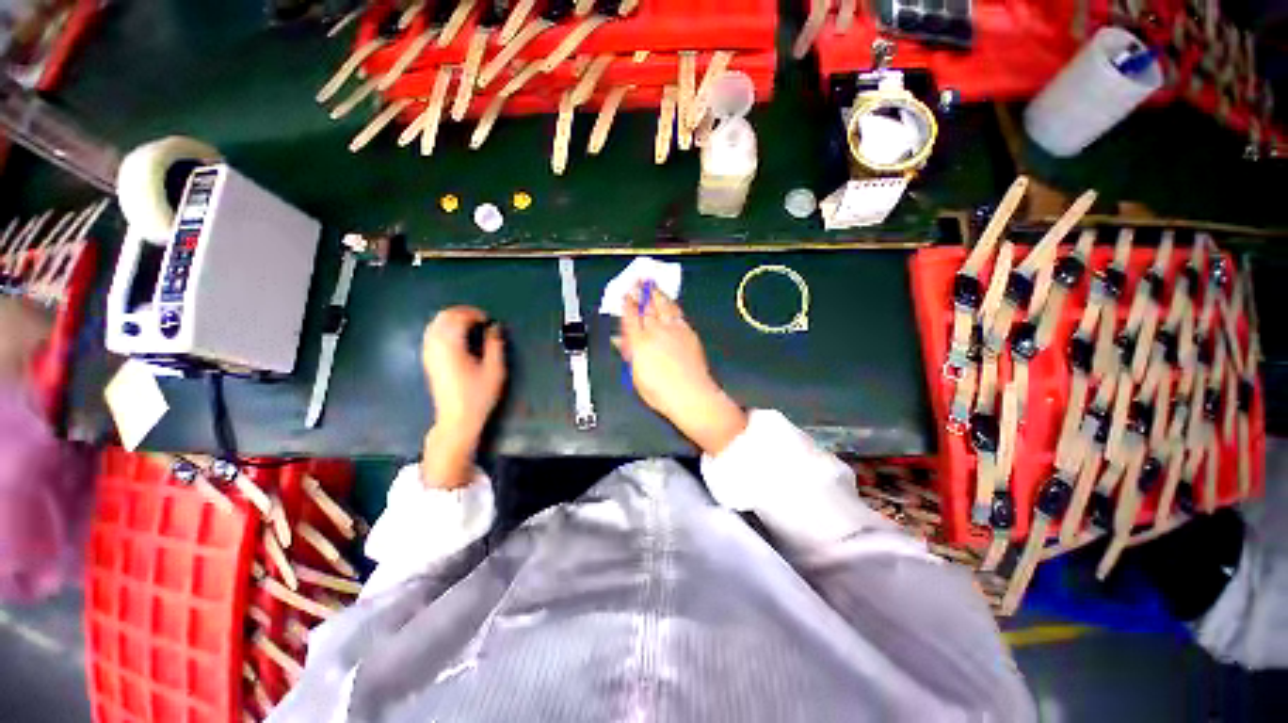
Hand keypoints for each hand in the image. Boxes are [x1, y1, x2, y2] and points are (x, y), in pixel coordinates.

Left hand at [420, 307, 505, 487]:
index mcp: (451, 346)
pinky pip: (431, 333)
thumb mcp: (495, 370)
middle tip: (481, 319)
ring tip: (471, 325)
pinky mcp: (427, 360)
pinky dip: (444, 328)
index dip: (475, 314)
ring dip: (452, 319)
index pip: (458, 317)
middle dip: (462, 313)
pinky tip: (457, 336)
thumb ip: (495, 345)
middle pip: (443, 316)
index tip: (489, 320)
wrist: (456, 419)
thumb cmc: (478, 395)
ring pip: (435, 323)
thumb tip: (494, 327)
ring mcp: (428, 352)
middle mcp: (435, 345)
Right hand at [617, 286, 746, 454]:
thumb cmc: (660, 391)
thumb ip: (628, 353)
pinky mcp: (688, 332)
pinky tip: (671, 304)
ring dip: (657, 294)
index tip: (624, 295)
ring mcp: (674, 330)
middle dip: (641, 292)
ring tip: (653, 285)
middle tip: (638, 280)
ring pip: (664, 305)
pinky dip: (672, 305)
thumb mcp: (636, 375)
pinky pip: (678, 313)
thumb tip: (618, 340)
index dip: (627, 304)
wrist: (691, 394)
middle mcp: (656, 331)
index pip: (630, 317)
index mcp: (640, 341)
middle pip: (647, 307)